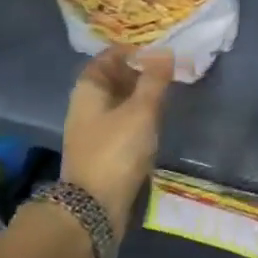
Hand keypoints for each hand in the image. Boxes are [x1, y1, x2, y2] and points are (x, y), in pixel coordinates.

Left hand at [61, 47, 174, 226]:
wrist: (94, 208)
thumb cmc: (116, 151)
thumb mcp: (141, 110)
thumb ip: (154, 80)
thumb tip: (165, 52)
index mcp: (89, 90)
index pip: (108, 57)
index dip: (133, 50)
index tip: (160, 50)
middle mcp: (86, 106)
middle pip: (113, 79)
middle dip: (140, 72)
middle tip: (171, 70)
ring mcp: (94, 130)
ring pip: (119, 102)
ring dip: (142, 95)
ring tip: (169, 92)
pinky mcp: (104, 151)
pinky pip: (123, 122)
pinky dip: (139, 115)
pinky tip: (158, 120)